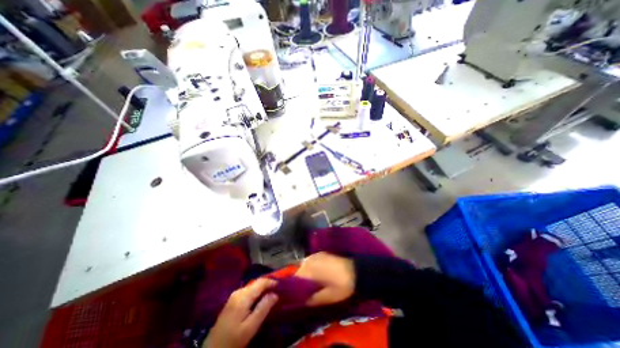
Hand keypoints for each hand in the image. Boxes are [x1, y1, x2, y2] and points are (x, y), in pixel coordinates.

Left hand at [205, 277, 277, 347]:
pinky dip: (257, 292)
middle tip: (279, 289)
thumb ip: (263, 308)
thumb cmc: (233, 340)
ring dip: (263, 288)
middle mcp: (238, 291)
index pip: (261, 282)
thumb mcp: (250, 327)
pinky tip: (261, 298)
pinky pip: (249, 291)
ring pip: (253, 286)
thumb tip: (275, 294)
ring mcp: (234, 295)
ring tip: (273, 292)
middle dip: (268, 284)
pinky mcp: (233, 300)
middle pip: (257, 282)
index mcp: (243, 296)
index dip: (272, 281)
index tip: (282, 284)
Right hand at [293, 252, 355, 304]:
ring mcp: (316, 255)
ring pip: (304, 266)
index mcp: (310, 269)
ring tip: (308, 285)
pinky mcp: (321, 253)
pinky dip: (310, 269)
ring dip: (304, 274)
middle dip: (299, 281)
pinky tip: (315, 276)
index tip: (293, 297)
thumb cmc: (341, 285)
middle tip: (301, 293)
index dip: (293, 288)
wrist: (356, 270)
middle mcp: (310, 259)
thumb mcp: (328, 296)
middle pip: (299, 271)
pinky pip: (311, 262)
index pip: (295, 278)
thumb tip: (302, 301)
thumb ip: (313, 299)